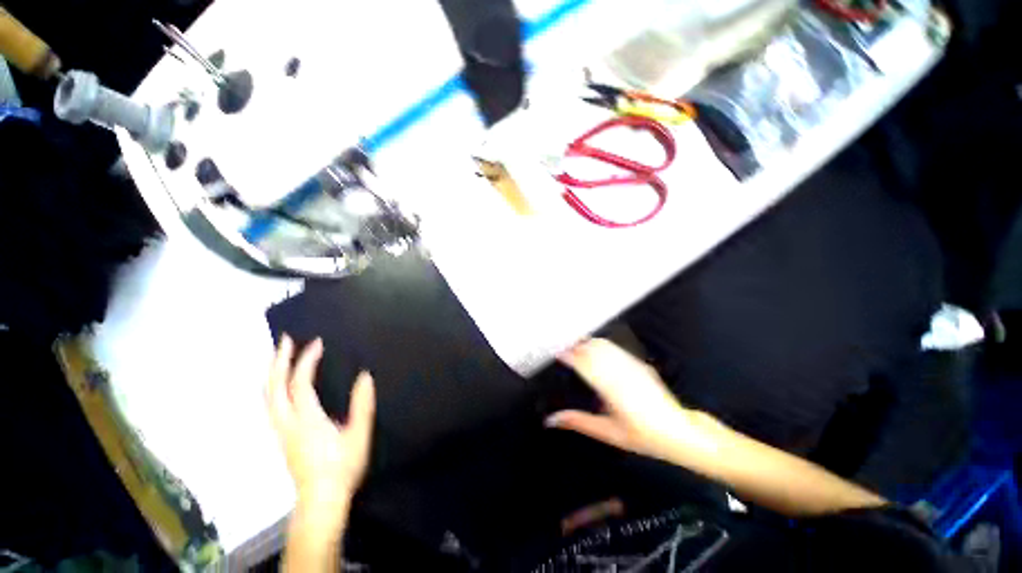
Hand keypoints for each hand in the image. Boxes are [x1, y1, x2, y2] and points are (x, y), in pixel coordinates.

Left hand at [265, 335, 375, 508]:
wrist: (321, 498)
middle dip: (279, 360)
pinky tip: (278, 385)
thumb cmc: (342, 466)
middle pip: (275, 387)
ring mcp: (280, 431)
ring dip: (272, 373)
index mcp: (307, 419)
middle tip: (286, 339)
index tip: (317, 342)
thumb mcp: (359, 434)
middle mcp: (287, 422)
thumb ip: (362, 405)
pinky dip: (272, 387)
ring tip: (279, 356)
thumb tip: (365, 376)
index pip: (300, 383)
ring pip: (267, 397)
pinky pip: (270, 405)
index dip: (307, 360)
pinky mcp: (281, 438)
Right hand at [546, 338, 714, 462]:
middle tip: (563, 350)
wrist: (679, 432)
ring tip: (576, 347)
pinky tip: (597, 349)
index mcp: (611, 388)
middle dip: (576, 346)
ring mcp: (632, 366)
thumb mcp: (607, 433)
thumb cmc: (641, 436)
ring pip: (605, 346)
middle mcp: (620, 372)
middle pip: (593, 349)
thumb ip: (578, 422)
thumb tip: (551, 420)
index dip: (569, 356)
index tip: (557, 354)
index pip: (585, 364)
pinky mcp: (639, 364)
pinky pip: (616, 349)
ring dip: (588, 343)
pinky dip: (602, 346)